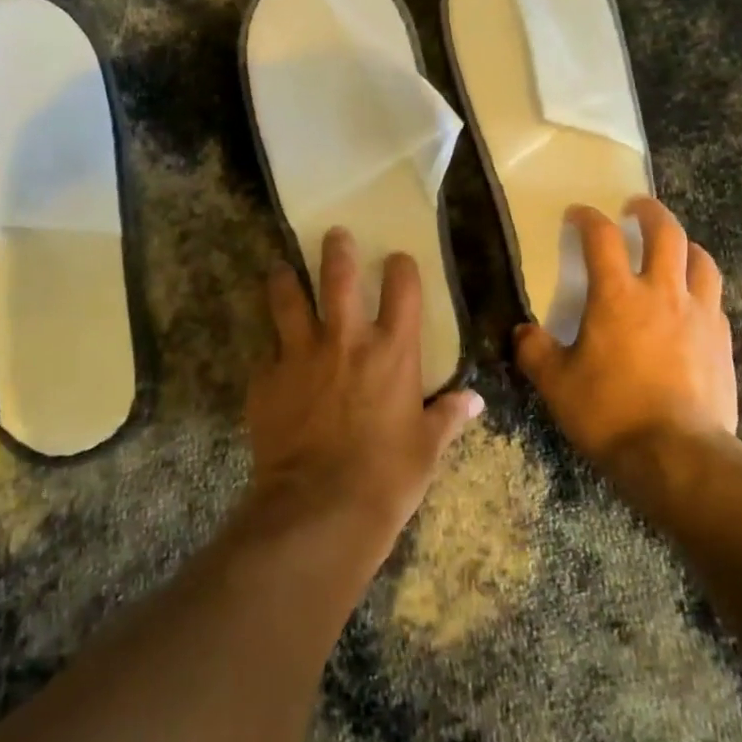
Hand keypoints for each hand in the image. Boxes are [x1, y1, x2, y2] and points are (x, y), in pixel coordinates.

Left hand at [241, 228, 483, 565]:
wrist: (320, 506)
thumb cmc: (386, 477)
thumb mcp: (426, 448)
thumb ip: (448, 417)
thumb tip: (475, 402)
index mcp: (392, 352)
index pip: (402, 290)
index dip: (401, 267)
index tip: (397, 257)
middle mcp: (346, 341)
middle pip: (338, 278)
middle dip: (336, 250)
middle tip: (334, 234)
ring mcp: (301, 356)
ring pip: (288, 300)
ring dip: (285, 280)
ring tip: (281, 268)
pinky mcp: (267, 379)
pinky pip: (267, 354)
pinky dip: (270, 351)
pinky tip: (269, 355)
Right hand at [515, 197, 737, 467]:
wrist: (677, 455)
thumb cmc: (609, 412)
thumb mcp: (556, 384)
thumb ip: (534, 351)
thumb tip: (523, 332)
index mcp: (617, 296)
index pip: (602, 238)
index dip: (588, 218)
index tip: (577, 214)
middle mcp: (662, 293)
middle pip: (665, 233)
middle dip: (650, 212)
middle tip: (636, 208)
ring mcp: (699, 315)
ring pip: (700, 260)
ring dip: (684, 245)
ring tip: (673, 247)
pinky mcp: (722, 341)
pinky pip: (714, 298)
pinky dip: (700, 287)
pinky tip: (692, 302)